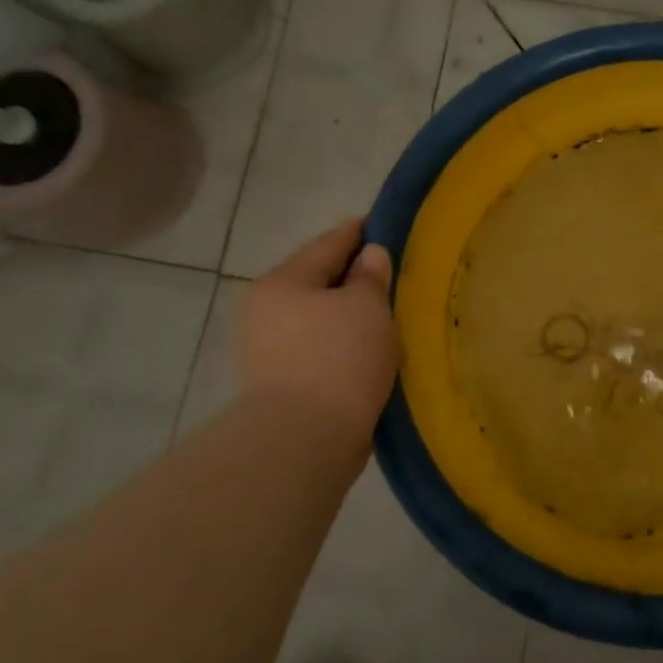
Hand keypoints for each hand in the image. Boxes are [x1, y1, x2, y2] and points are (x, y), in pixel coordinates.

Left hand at [240, 219, 398, 455]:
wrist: (304, 439)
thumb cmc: (338, 358)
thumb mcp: (366, 306)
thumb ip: (370, 276)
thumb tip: (370, 256)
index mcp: (283, 281)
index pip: (329, 244)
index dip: (360, 231)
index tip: (385, 222)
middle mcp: (267, 309)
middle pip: (320, 280)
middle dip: (355, 275)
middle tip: (395, 270)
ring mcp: (270, 349)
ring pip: (321, 316)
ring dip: (350, 312)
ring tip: (388, 310)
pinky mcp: (283, 382)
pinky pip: (322, 347)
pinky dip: (345, 341)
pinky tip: (371, 346)